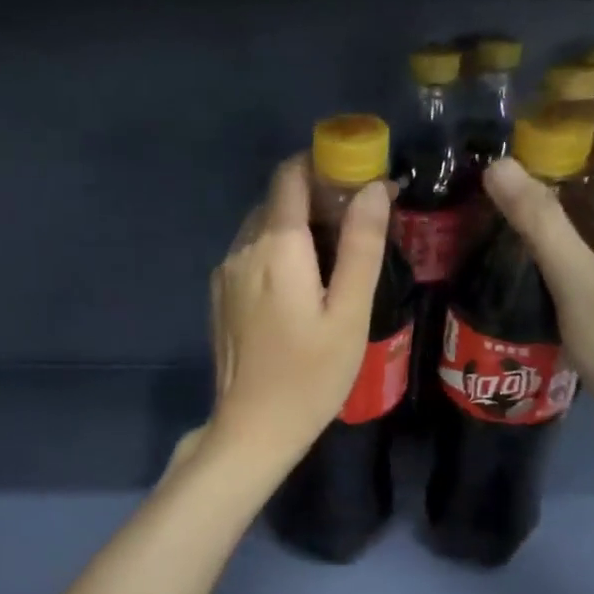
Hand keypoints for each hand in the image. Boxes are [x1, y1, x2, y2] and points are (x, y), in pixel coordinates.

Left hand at [207, 156, 390, 471]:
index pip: (291, 175)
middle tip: (357, 225)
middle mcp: (242, 249)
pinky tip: (300, 287)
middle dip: (316, 198)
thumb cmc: (311, 376)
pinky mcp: (220, 297)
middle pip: (277, 200)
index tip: (358, 179)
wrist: (253, 429)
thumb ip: (361, 246)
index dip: (324, 164)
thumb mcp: (349, 314)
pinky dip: (277, 253)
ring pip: (261, 227)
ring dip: (296, 227)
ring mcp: (225, 274)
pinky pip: (250, 255)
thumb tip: (373, 188)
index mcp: (276, 247)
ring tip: (333, 259)